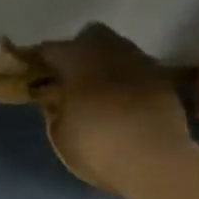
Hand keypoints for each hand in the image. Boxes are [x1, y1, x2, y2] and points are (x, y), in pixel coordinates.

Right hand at [31, 23, 191, 195]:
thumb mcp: (61, 134)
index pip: (52, 49)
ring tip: (98, 88)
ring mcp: (142, 63)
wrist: (155, 162)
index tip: (34, 72)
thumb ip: (55, 109)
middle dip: (79, 50)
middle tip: (70, 75)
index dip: (41, 59)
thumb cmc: (98, 146)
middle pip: (91, 35)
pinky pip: (137, 69)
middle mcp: (112, 51)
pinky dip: (126, 79)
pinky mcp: (164, 80)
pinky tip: (122, 100)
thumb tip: (55, 96)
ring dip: (106, 63)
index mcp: (79, 60)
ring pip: (118, 49)